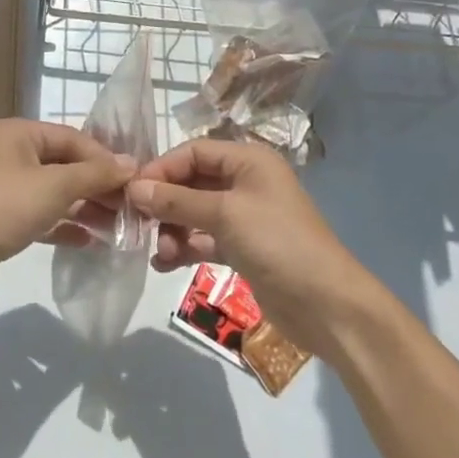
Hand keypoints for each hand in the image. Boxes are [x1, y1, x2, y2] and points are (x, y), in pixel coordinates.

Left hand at [0, 119, 135, 307]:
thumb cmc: (2, 207)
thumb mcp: (55, 186)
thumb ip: (94, 174)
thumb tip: (132, 163)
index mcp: (17, 133)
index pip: (72, 138)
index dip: (105, 158)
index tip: (135, 181)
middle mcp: (9, 153)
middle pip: (63, 164)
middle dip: (97, 185)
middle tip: (130, 207)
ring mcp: (2, 187)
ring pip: (53, 192)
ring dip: (84, 207)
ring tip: (117, 226)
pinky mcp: (0, 219)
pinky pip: (40, 215)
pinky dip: (64, 224)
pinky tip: (90, 241)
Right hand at [127, 140, 382, 357]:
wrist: (326, 305)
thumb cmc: (278, 243)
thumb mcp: (224, 215)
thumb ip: (177, 201)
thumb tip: (133, 189)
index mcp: (248, 160)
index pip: (193, 151)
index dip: (162, 168)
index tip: (131, 191)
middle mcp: (245, 182)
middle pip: (192, 182)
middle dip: (165, 202)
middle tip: (136, 223)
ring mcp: (245, 216)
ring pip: (195, 213)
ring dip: (173, 229)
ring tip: (159, 253)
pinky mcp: (243, 248)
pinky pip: (204, 239)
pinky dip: (185, 248)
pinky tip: (164, 264)